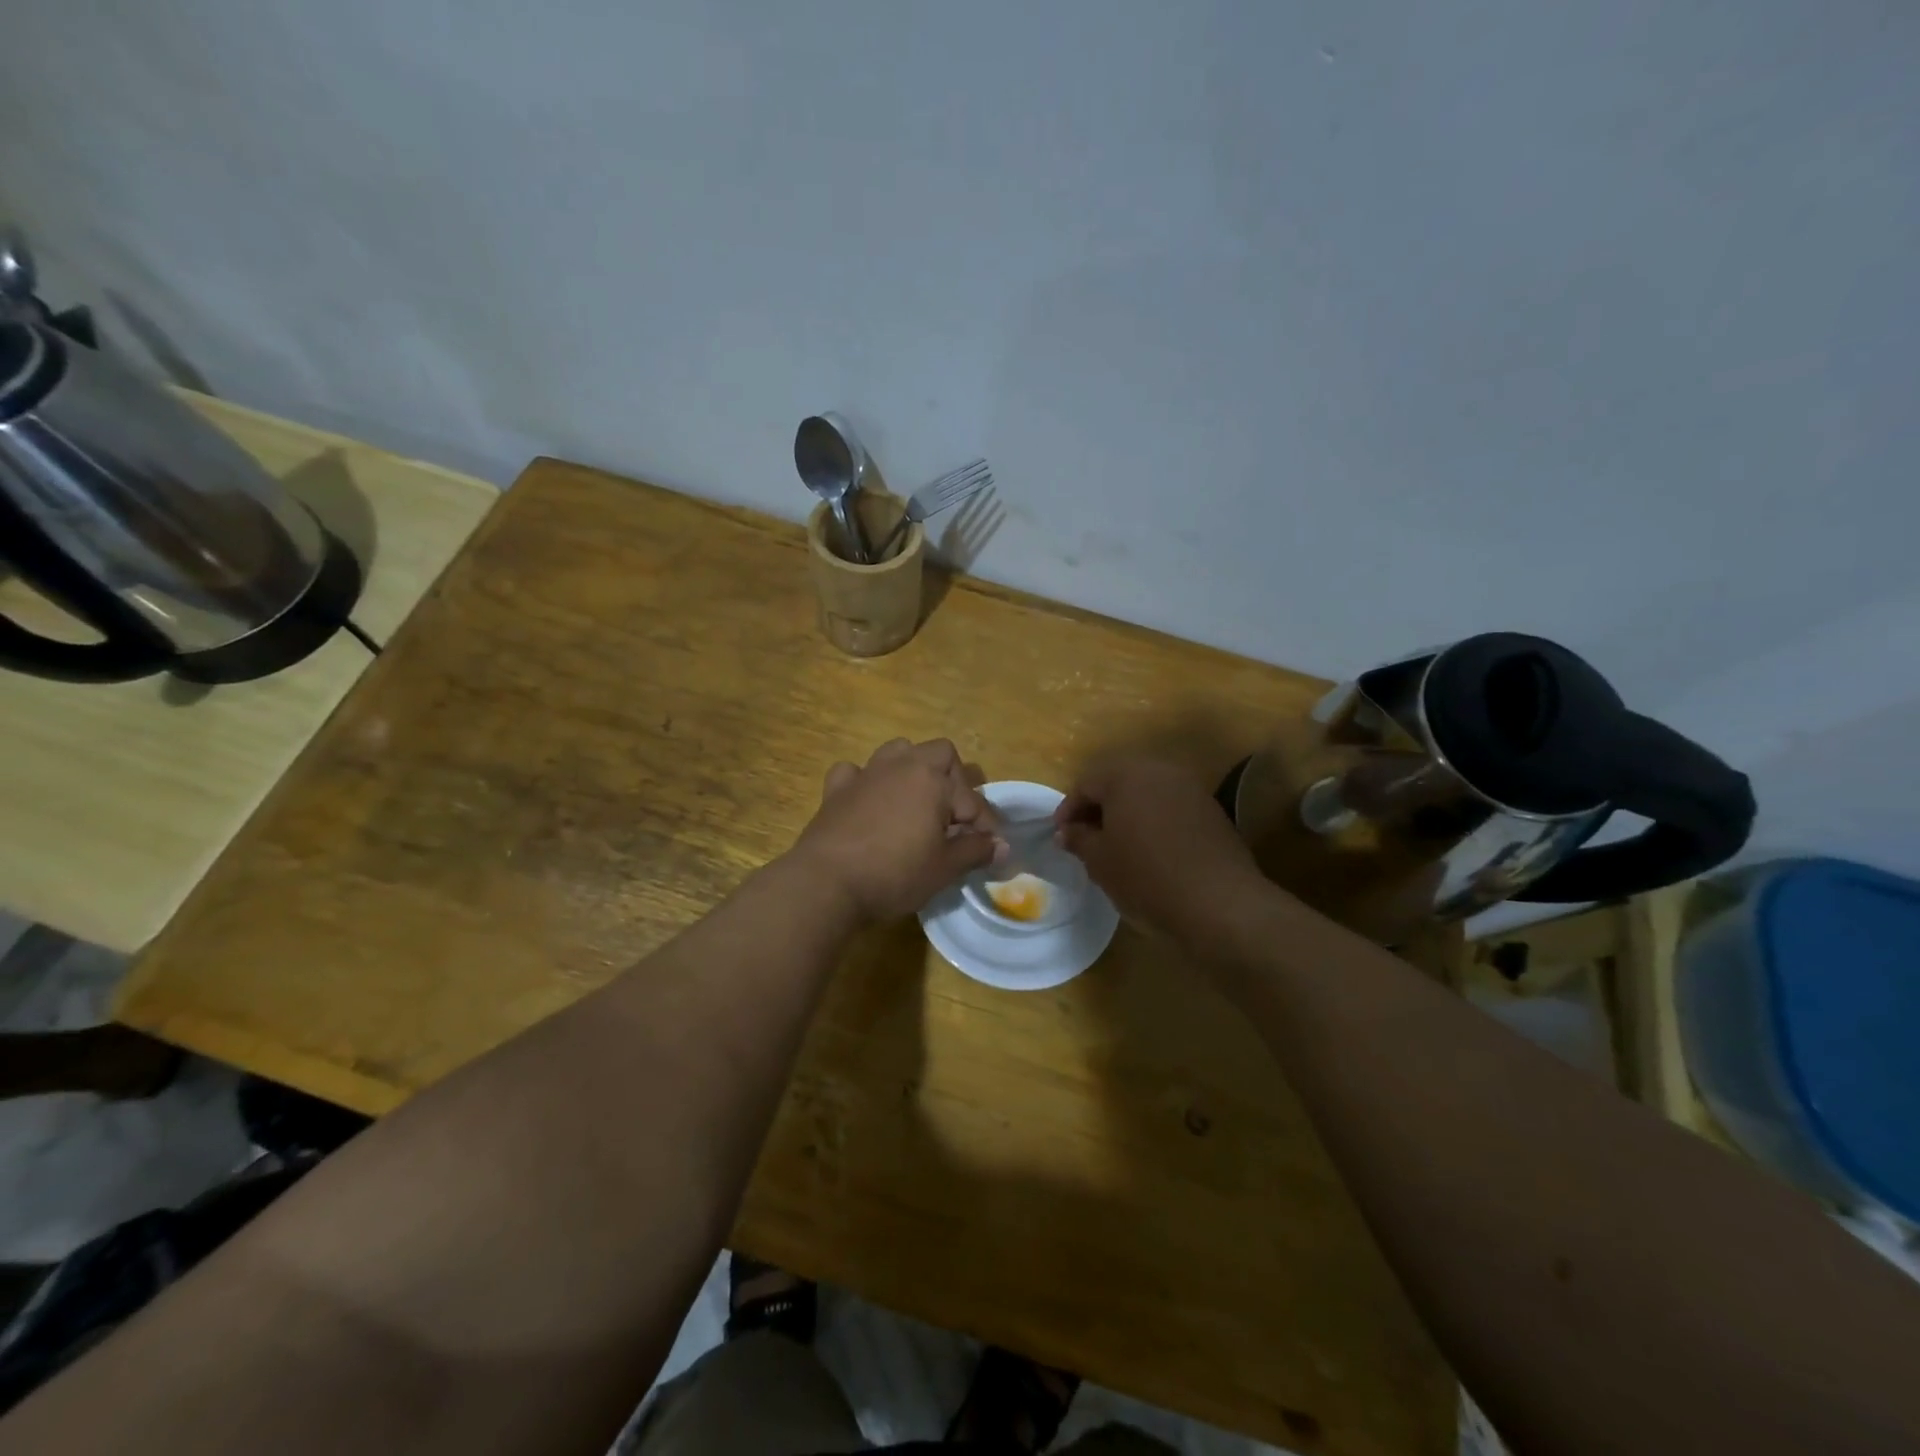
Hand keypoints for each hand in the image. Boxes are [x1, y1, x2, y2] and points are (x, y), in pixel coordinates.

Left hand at [791, 738, 998, 923]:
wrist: (827, 883)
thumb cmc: (895, 873)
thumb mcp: (944, 868)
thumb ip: (975, 851)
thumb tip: (1001, 846)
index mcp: (932, 779)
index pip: (971, 797)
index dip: (983, 825)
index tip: (986, 850)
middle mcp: (901, 765)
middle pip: (938, 753)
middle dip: (952, 779)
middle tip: (952, 817)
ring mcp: (865, 773)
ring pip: (896, 751)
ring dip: (911, 770)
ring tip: (915, 803)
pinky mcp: (835, 790)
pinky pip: (854, 772)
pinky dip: (865, 783)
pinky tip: (868, 805)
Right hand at [1055, 757, 1274, 945]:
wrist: (1219, 903)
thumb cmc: (1146, 877)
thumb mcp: (1100, 861)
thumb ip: (1079, 839)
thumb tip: (1066, 831)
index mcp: (1126, 775)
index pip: (1086, 783)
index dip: (1068, 809)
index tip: (1060, 836)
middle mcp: (1159, 771)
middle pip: (1118, 782)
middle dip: (1098, 807)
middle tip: (1085, 838)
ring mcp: (1190, 789)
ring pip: (1146, 793)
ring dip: (1127, 814)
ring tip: (1116, 846)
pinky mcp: (1211, 811)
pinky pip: (1170, 808)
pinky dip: (1153, 822)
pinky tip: (1150, 851)